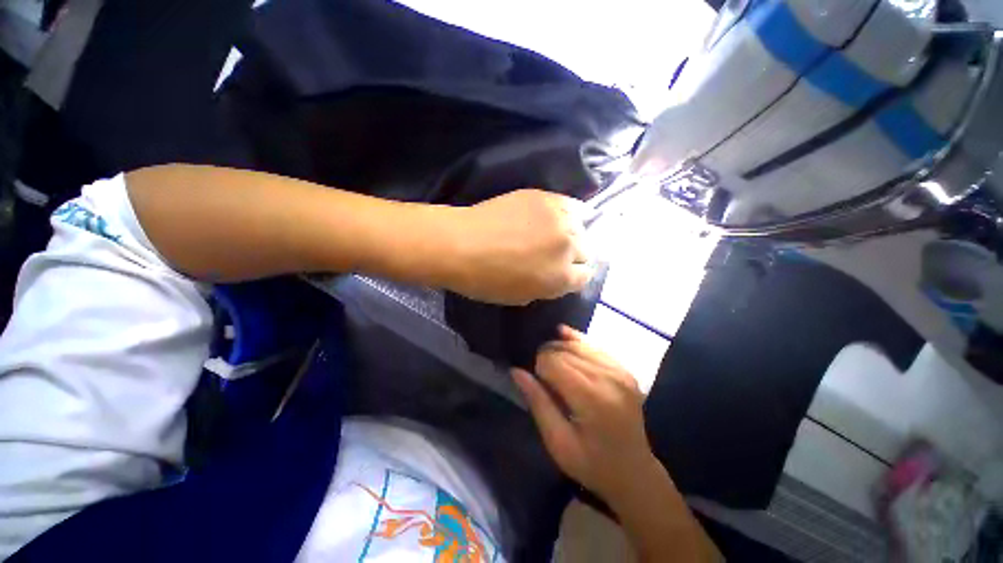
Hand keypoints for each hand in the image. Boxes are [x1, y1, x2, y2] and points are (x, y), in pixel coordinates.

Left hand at [444, 189, 591, 304]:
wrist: (460, 245)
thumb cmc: (485, 280)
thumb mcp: (520, 297)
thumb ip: (546, 287)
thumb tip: (555, 276)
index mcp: (561, 279)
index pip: (585, 276)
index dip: (573, 276)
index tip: (562, 272)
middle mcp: (568, 248)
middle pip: (586, 250)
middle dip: (573, 255)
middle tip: (555, 253)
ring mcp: (559, 220)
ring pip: (581, 226)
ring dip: (570, 233)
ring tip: (552, 233)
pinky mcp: (546, 198)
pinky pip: (571, 204)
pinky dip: (567, 212)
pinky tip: (557, 216)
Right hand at [512, 326, 661, 504]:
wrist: (634, 472)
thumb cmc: (592, 465)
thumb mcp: (558, 442)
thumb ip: (538, 402)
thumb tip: (516, 371)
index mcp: (593, 398)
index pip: (554, 363)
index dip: (538, 367)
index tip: (535, 382)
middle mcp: (609, 378)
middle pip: (565, 351)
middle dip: (547, 356)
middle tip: (541, 375)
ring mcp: (620, 371)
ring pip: (578, 345)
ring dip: (559, 348)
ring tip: (550, 362)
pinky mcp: (624, 369)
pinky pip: (594, 346)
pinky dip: (577, 341)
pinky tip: (563, 335)